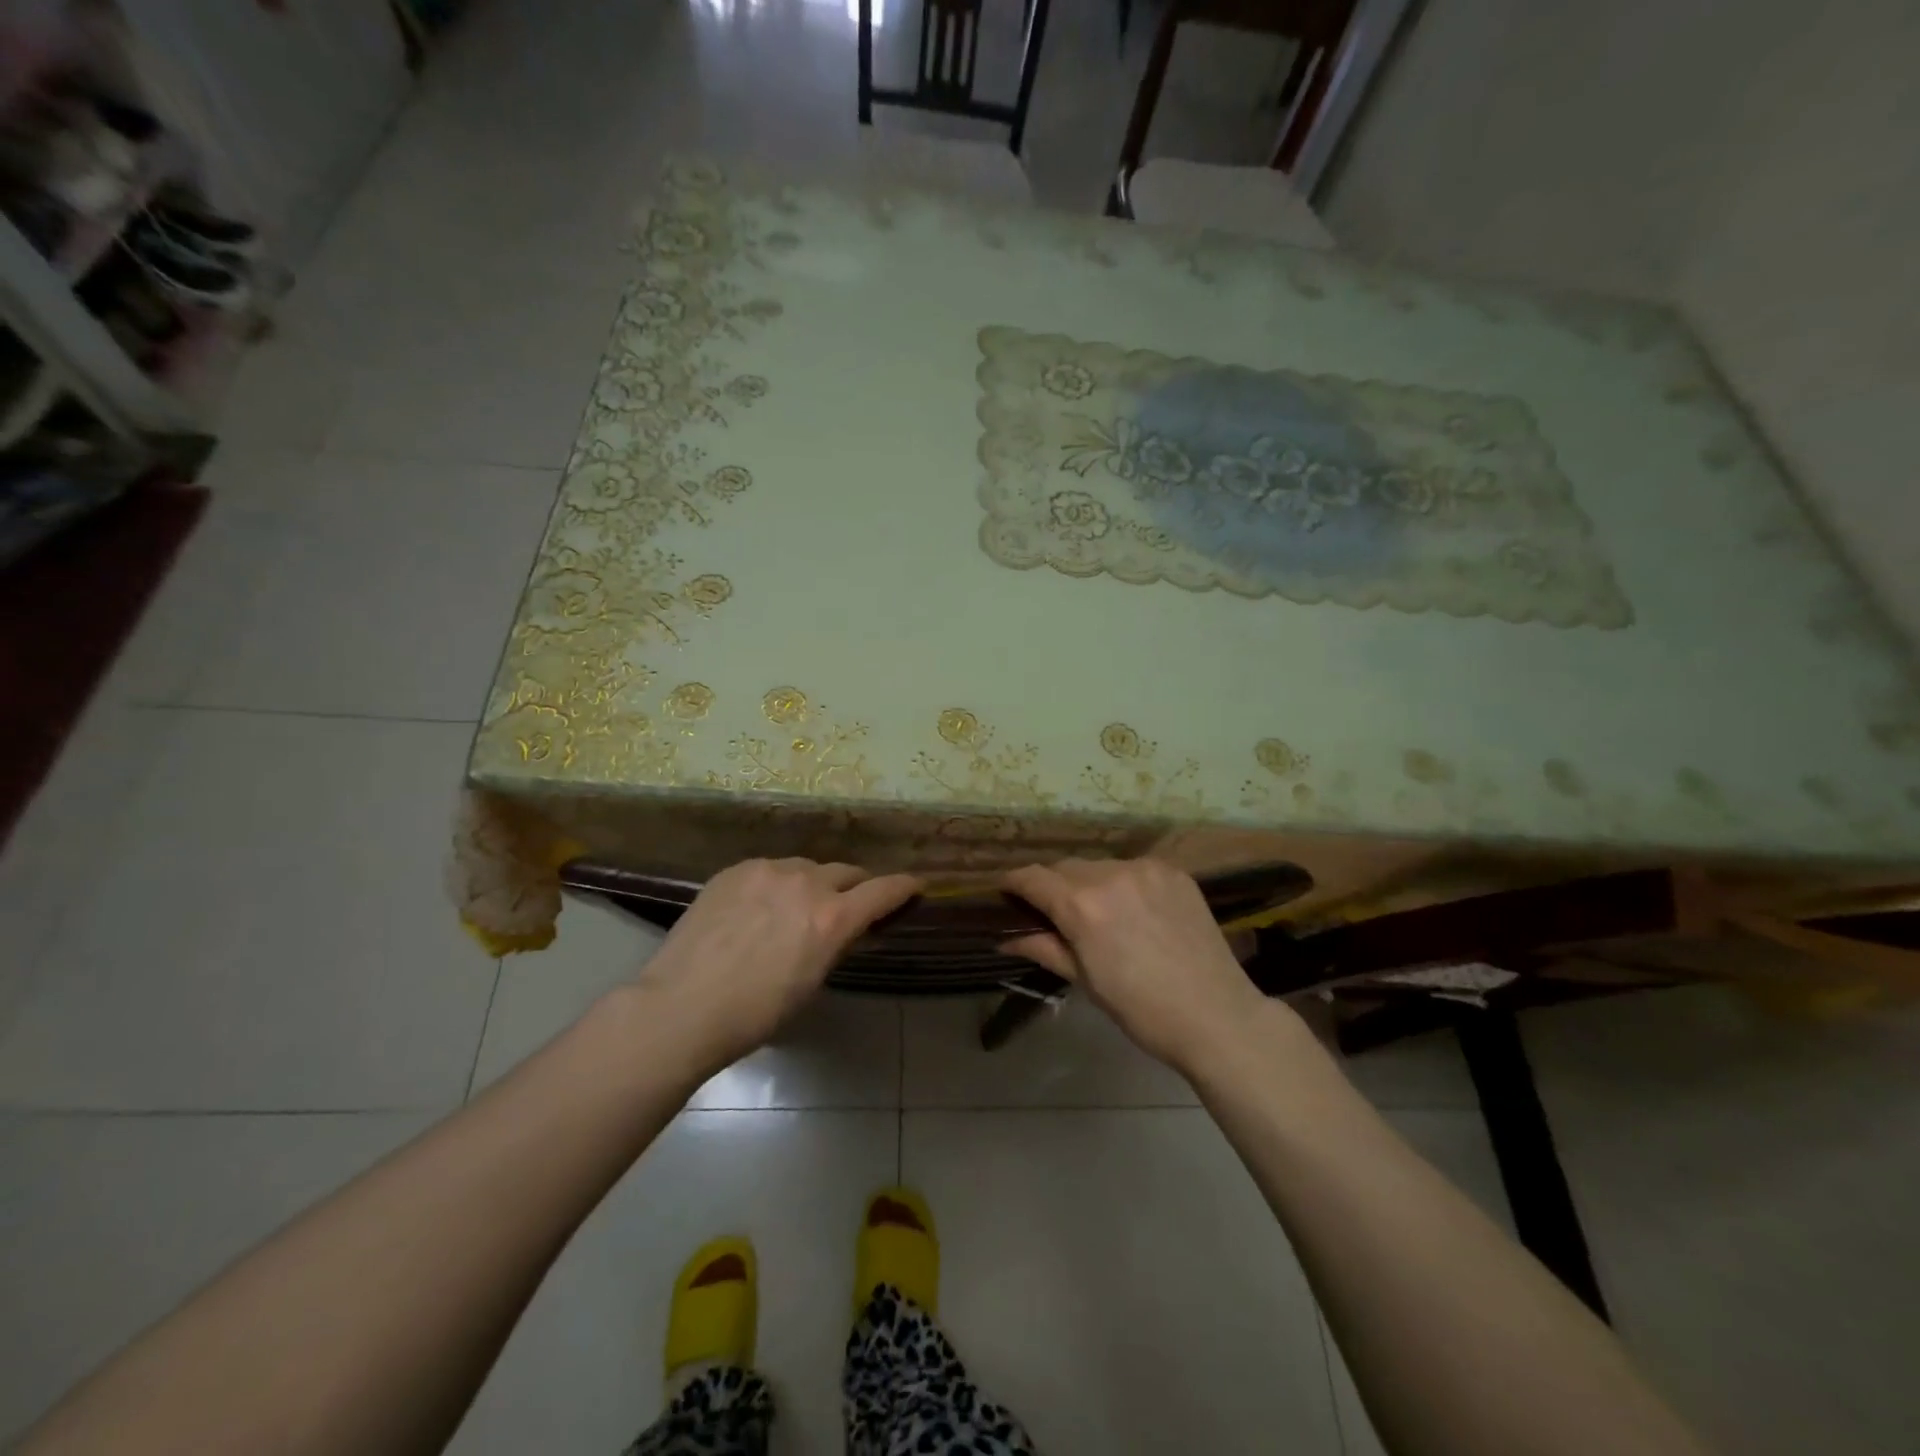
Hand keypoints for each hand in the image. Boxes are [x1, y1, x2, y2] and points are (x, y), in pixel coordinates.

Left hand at [635, 858, 919, 1068]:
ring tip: (794, 907)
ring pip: (806, 867)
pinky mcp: (736, 869)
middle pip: (846, 871)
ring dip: (812, 883)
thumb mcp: (810, 982)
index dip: (904, 887)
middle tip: (848, 904)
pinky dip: (775, 883)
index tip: (916, 884)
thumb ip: (834, 943)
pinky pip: (769, 869)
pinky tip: (757, 907)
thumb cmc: (754, 1013)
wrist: (681, 1006)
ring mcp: (768, 870)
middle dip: (855, 886)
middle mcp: (806, 882)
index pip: (883, 890)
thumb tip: (844, 927)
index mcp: (832, 917)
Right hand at [1001, 859, 1268, 1076]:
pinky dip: (1123, 883)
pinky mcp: (1173, 871)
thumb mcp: (1085, 981)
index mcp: (1082, 906)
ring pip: (1099, 865)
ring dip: (1088, 883)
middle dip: (1053, 885)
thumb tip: (1005, 938)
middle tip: (1053, 912)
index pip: (1033, 878)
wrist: (1217, 1015)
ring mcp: (1146, 869)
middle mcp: (1111, 875)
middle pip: (1065, 868)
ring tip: (1099, 913)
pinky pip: (1133, 868)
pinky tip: (1134, 909)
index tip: (1005, 892)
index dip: (1013, 882)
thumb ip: (1044, 948)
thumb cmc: (1142, 1009)